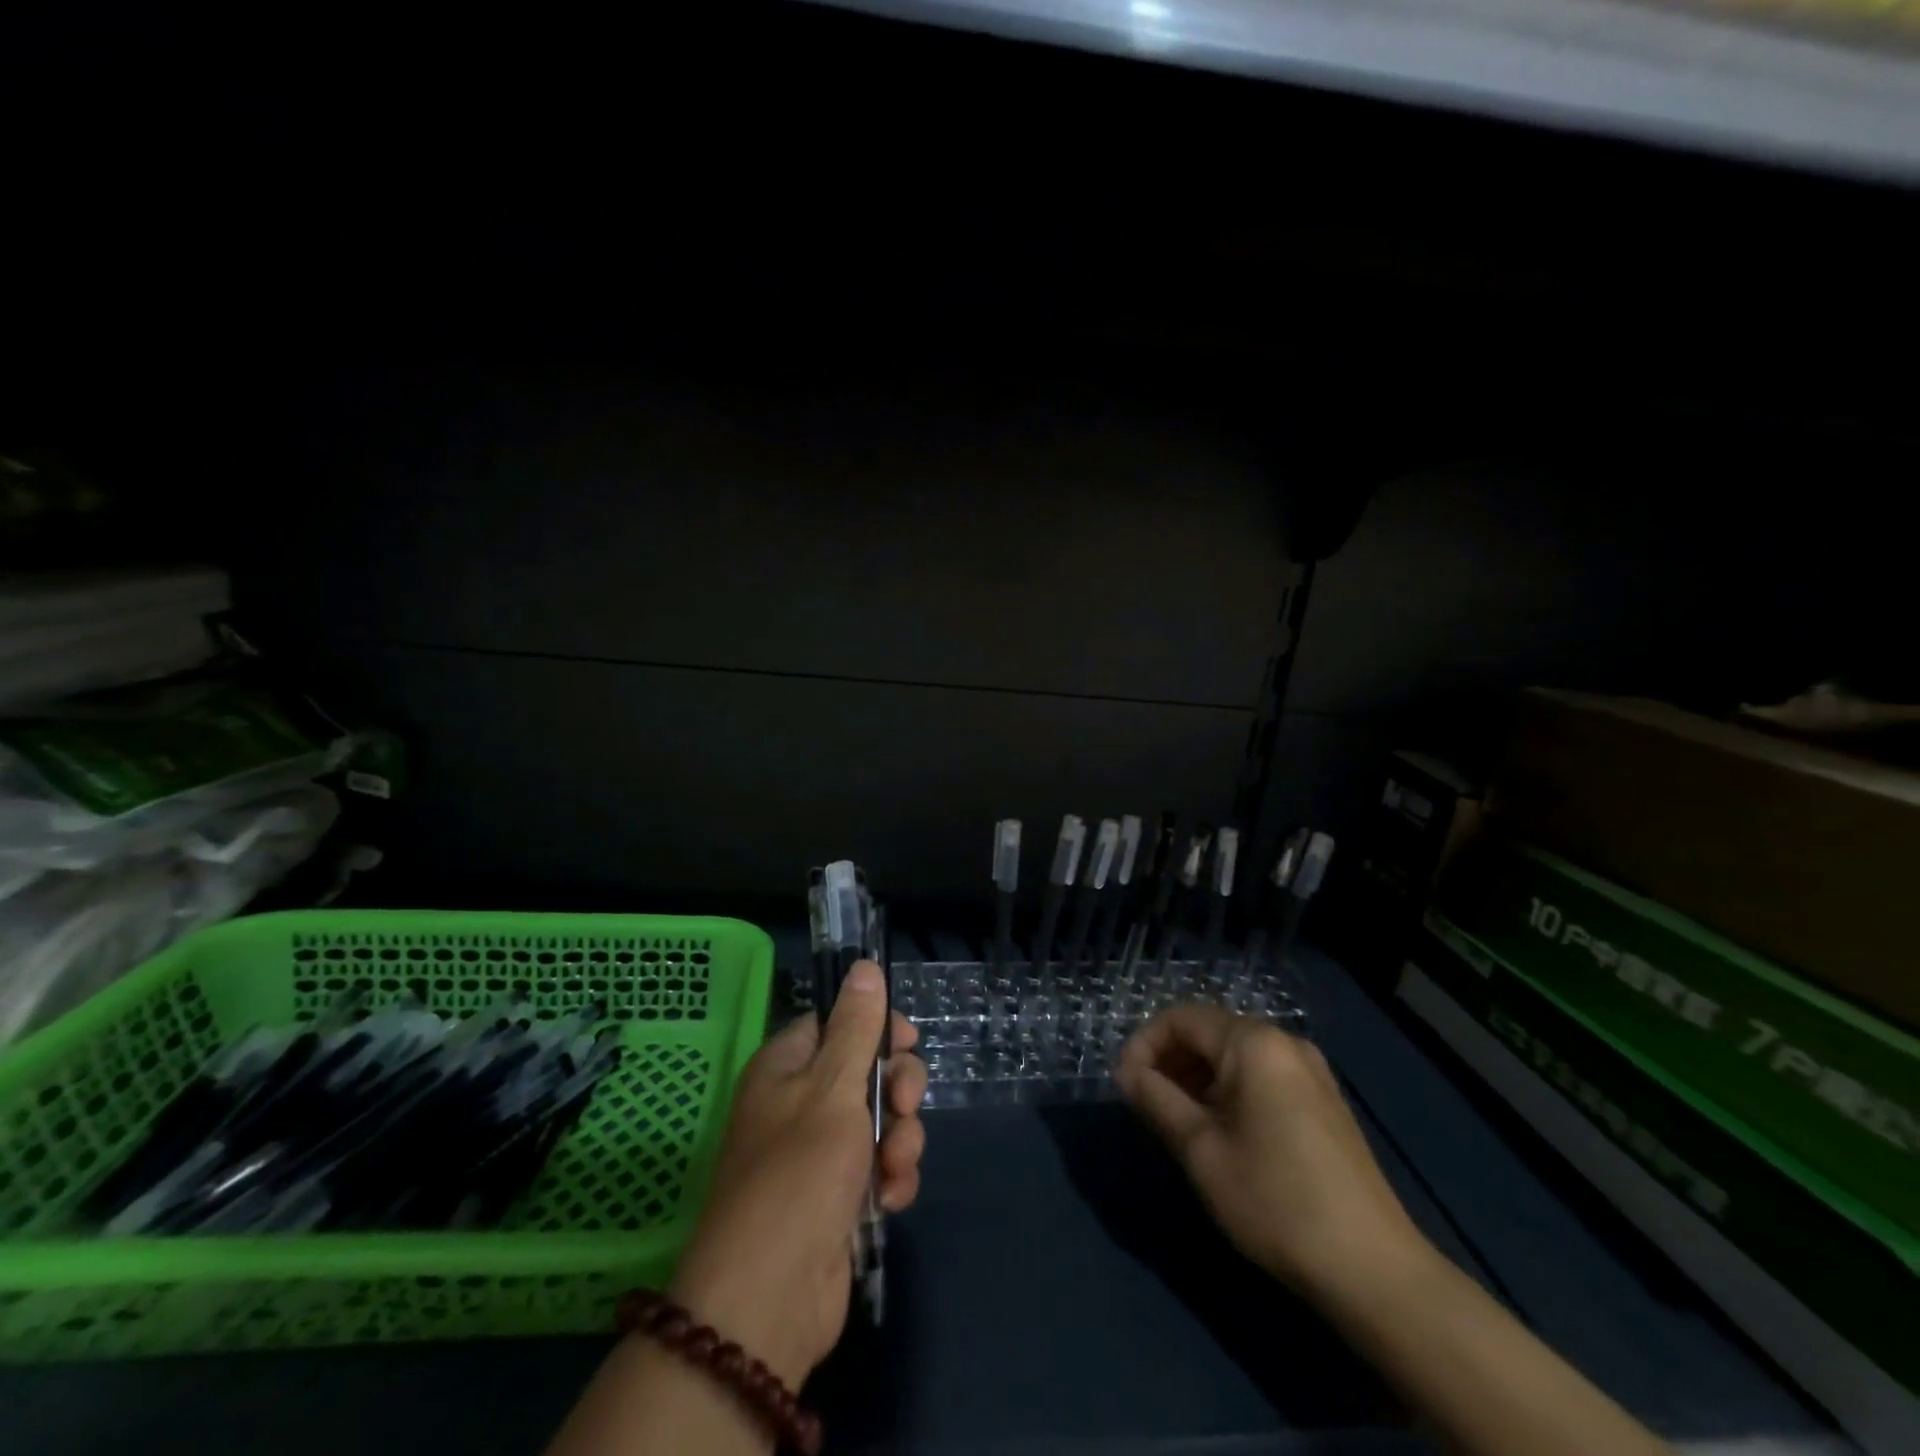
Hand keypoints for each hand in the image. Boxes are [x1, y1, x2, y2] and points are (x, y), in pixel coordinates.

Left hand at [668, 962, 927, 1387]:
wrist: (769, 1300)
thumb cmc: (799, 1175)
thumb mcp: (833, 1089)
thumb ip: (856, 1027)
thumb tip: (864, 966)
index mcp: (786, 1067)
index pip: (836, 1022)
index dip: (876, 1027)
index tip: (907, 1041)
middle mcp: (800, 1103)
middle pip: (866, 1070)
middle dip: (896, 1091)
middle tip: (901, 1110)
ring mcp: (820, 1153)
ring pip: (880, 1121)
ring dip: (900, 1140)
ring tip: (893, 1169)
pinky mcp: (839, 1197)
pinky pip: (880, 1167)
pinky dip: (892, 1179)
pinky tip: (891, 1200)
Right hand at [1115, 1005, 1426, 1297]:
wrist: (1374, 1270)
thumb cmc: (1275, 1201)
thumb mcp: (1201, 1150)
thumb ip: (1157, 1100)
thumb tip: (1126, 1073)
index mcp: (1254, 1043)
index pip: (1180, 1019)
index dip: (1144, 1045)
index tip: (1124, 1086)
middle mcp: (1285, 1042)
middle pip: (1210, 1032)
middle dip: (1170, 1061)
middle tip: (1146, 1104)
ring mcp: (1311, 1070)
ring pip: (1235, 1055)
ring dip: (1197, 1077)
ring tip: (1177, 1121)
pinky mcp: (1324, 1100)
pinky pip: (1262, 1074)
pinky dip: (1229, 1089)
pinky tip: (1221, 1132)